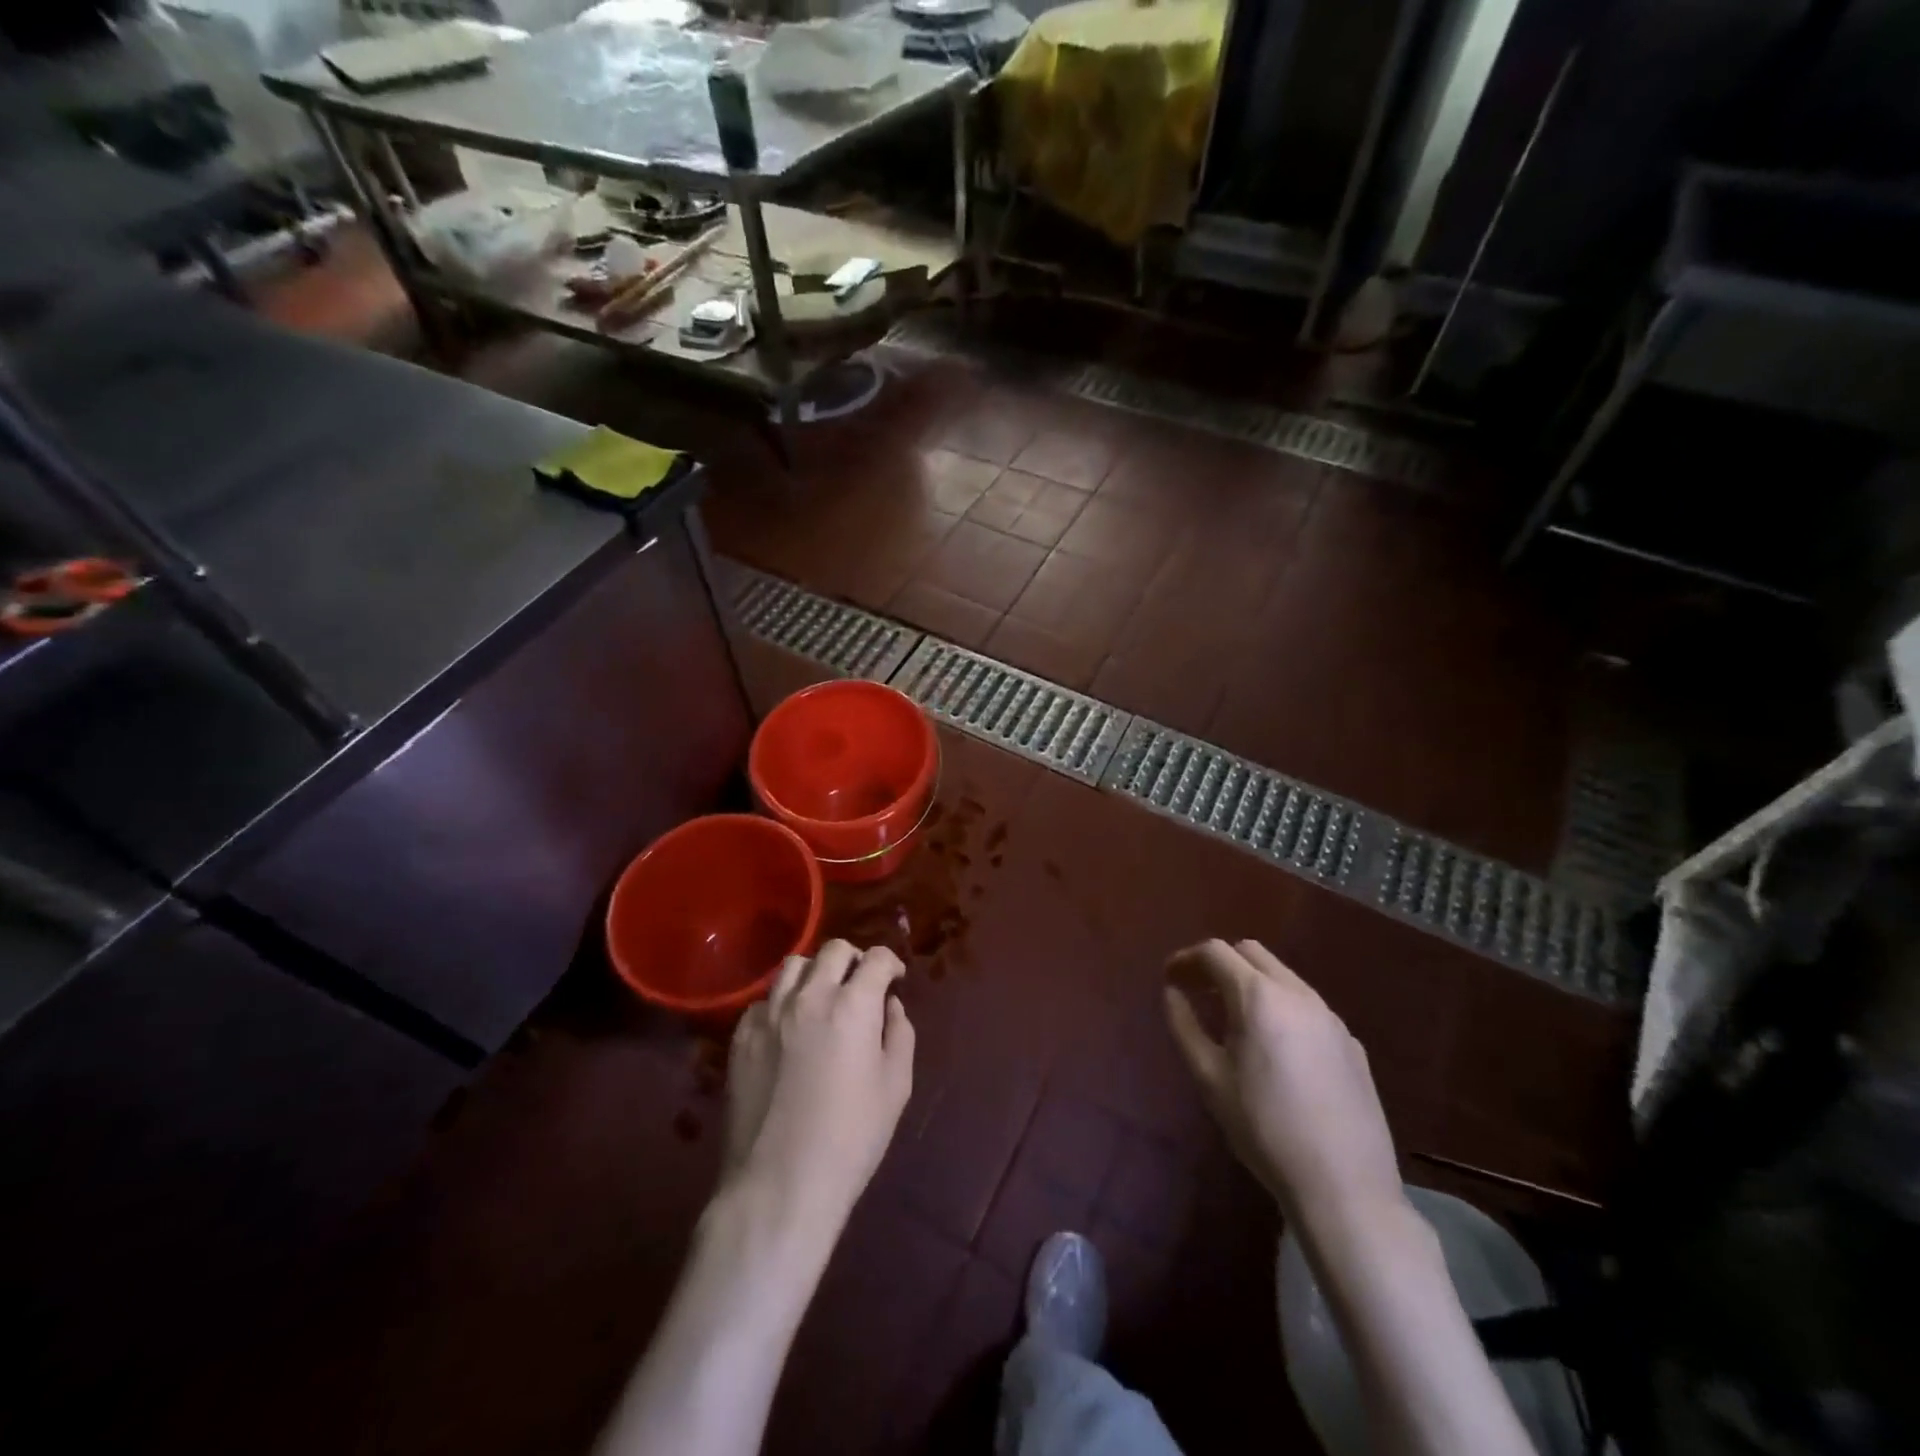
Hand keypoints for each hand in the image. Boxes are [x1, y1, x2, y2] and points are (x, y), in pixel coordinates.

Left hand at [721, 940, 914, 1242]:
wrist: (780, 1185)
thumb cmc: (851, 1139)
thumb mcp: (895, 1087)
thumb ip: (898, 1034)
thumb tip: (889, 1006)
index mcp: (852, 1005)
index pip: (875, 959)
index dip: (890, 963)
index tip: (894, 978)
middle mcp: (809, 997)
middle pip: (833, 951)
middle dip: (854, 960)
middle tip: (861, 984)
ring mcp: (768, 1015)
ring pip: (793, 967)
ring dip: (816, 973)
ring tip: (823, 997)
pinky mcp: (741, 1038)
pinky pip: (763, 1001)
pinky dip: (781, 1004)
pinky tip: (788, 1030)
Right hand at [1165, 939, 1403, 1233]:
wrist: (1344, 1186)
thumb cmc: (1264, 1129)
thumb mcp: (1209, 1078)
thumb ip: (1185, 1026)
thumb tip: (1172, 993)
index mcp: (1259, 997)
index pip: (1215, 952)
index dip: (1187, 958)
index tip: (1170, 977)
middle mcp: (1298, 994)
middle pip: (1251, 953)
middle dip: (1220, 962)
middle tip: (1198, 991)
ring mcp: (1330, 1017)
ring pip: (1283, 976)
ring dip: (1252, 982)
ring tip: (1233, 1019)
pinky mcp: (1352, 1043)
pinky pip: (1308, 1006)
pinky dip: (1281, 1007)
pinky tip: (1276, 1049)